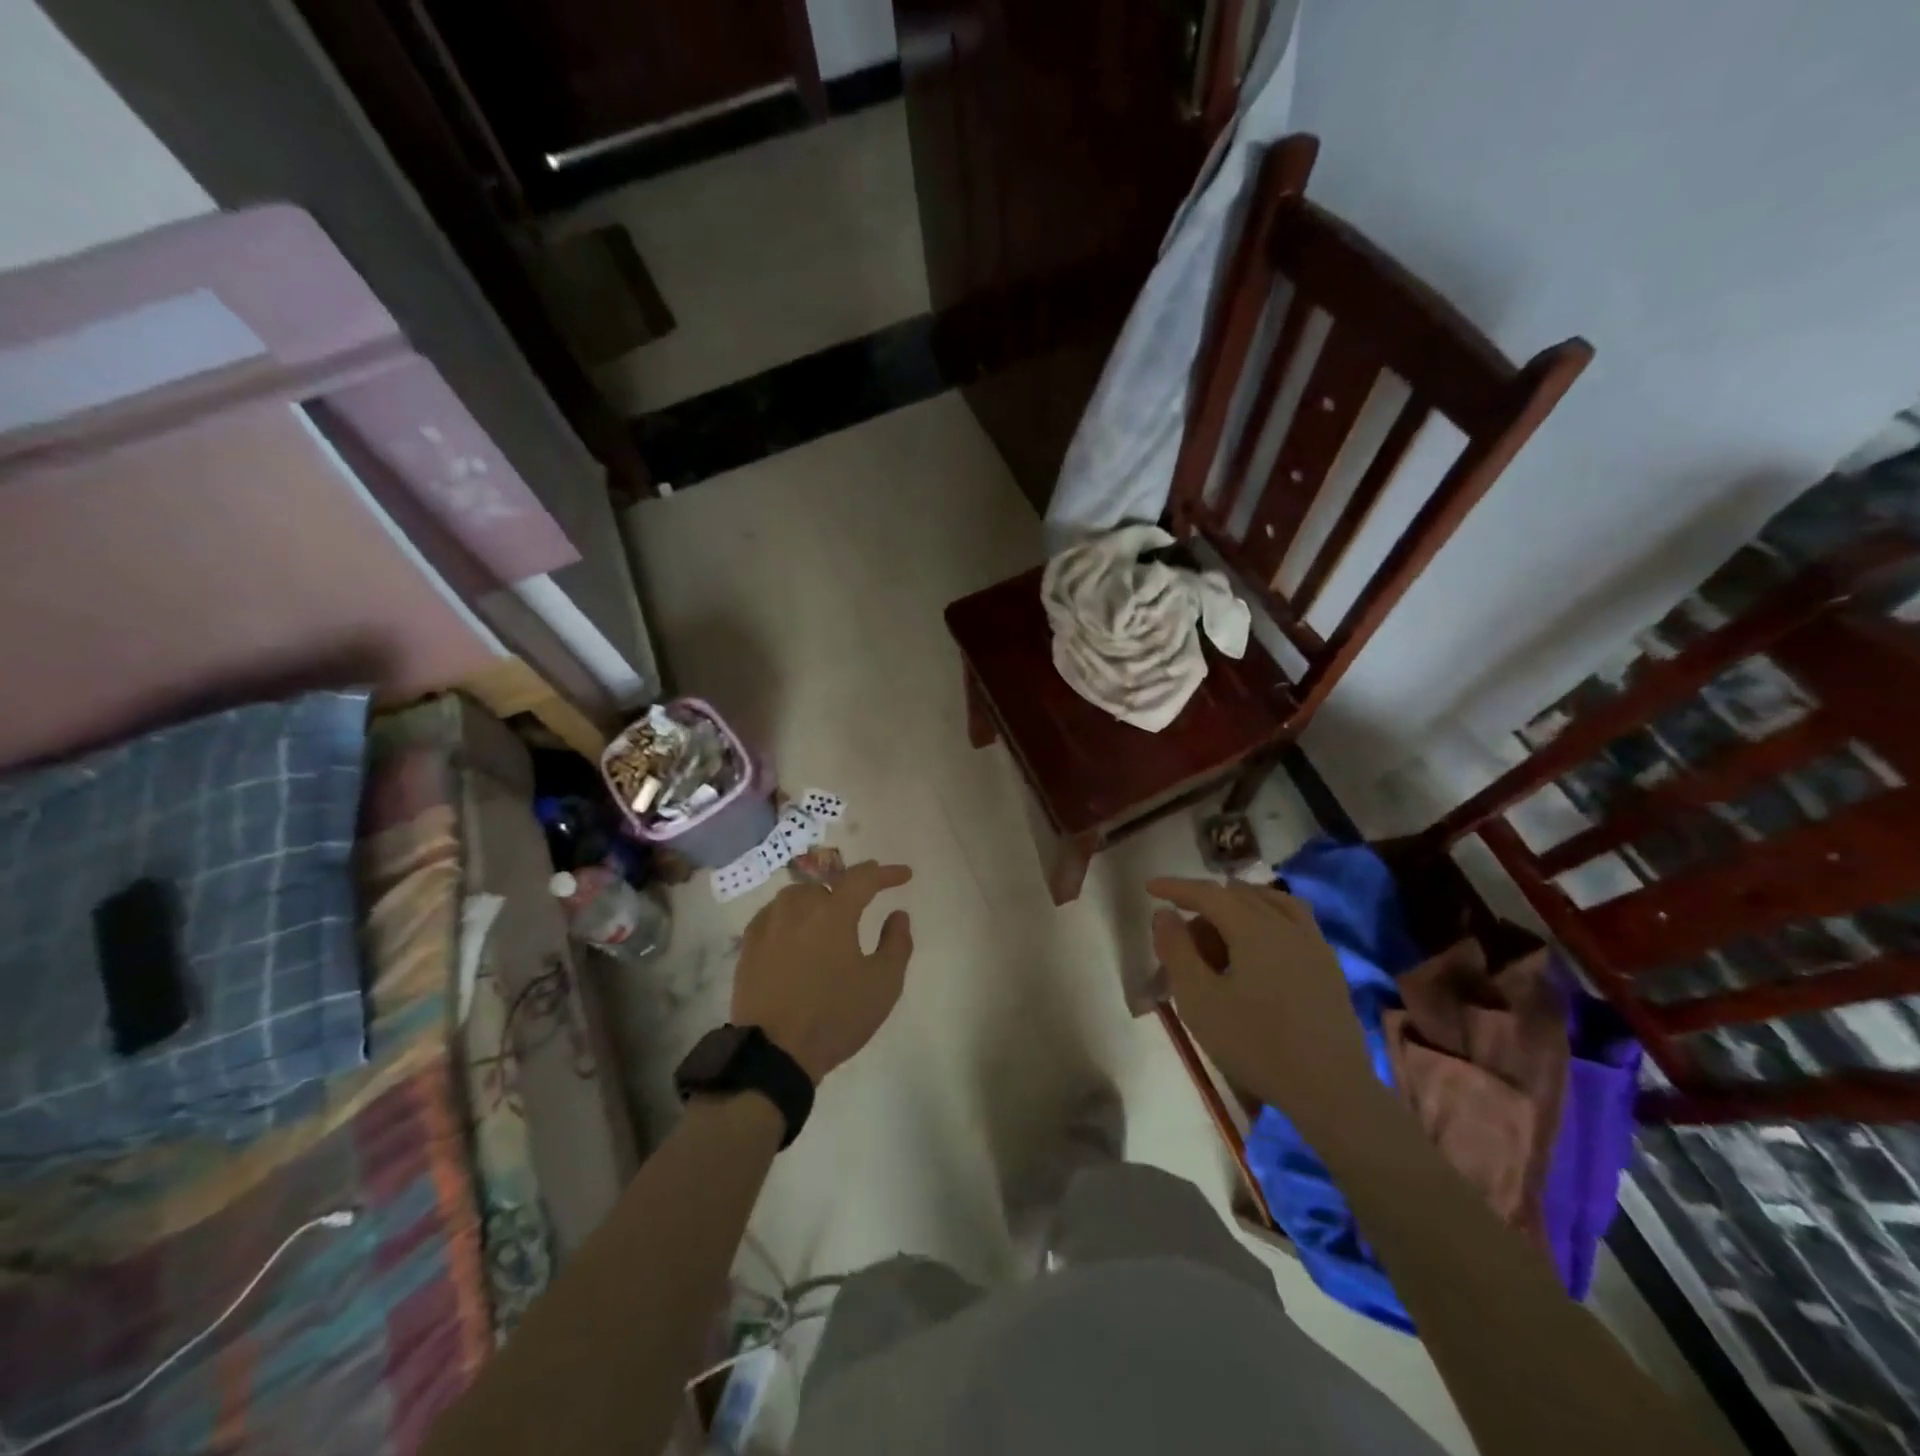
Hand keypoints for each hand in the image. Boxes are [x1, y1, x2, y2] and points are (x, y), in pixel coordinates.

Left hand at [731, 862, 914, 1082]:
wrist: (774, 1053)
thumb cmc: (835, 1016)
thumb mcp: (883, 983)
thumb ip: (897, 943)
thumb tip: (898, 914)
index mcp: (833, 912)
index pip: (863, 878)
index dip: (885, 873)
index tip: (904, 875)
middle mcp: (797, 908)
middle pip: (826, 884)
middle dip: (848, 889)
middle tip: (862, 903)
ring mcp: (768, 925)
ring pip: (796, 897)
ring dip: (816, 901)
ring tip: (828, 919)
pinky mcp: (748, 946)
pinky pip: (772, 916)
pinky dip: (790, 917)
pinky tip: (794, 933)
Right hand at [1148, 877, 1373, 1125]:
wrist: (1332, 1091)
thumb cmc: (1256, 1045)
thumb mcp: (1199, 1001)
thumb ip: (1177, 951)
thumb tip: (1164, 914)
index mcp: (1254, 928)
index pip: (1208, 892)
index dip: (1176, 887)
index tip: (1150, 888)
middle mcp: (1286, 925)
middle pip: (1237, 896)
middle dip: (1204, 904)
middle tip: (1182, 936)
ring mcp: (1313, 943)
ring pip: (1270, 902)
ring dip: (1238, 905)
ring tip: (1219, 928)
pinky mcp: (1328, 966)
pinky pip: (1293, 920)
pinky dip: (1268, 916)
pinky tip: (1260, 944)